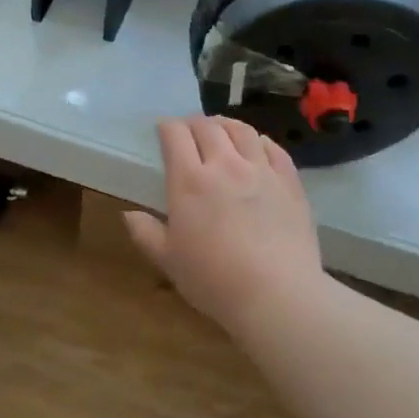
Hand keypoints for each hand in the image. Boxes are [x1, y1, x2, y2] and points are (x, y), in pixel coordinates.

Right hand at [122, 116, 324, 333]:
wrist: (276, 294)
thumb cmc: (213, 280)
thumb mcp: (168, 261)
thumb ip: (146, 233)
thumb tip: (128, 215)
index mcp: (189, 181)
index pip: (175, 135)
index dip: (167, 127)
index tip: (163, 130)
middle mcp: (225, 166)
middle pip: (207, 127)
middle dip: (193, 123)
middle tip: (189, 131)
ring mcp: (261, 171)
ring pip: (242, 131)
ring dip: (226, 125)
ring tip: (220, 130)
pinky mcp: (289, 183)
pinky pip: (274, 149)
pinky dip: (260, 141)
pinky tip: (257, 146)